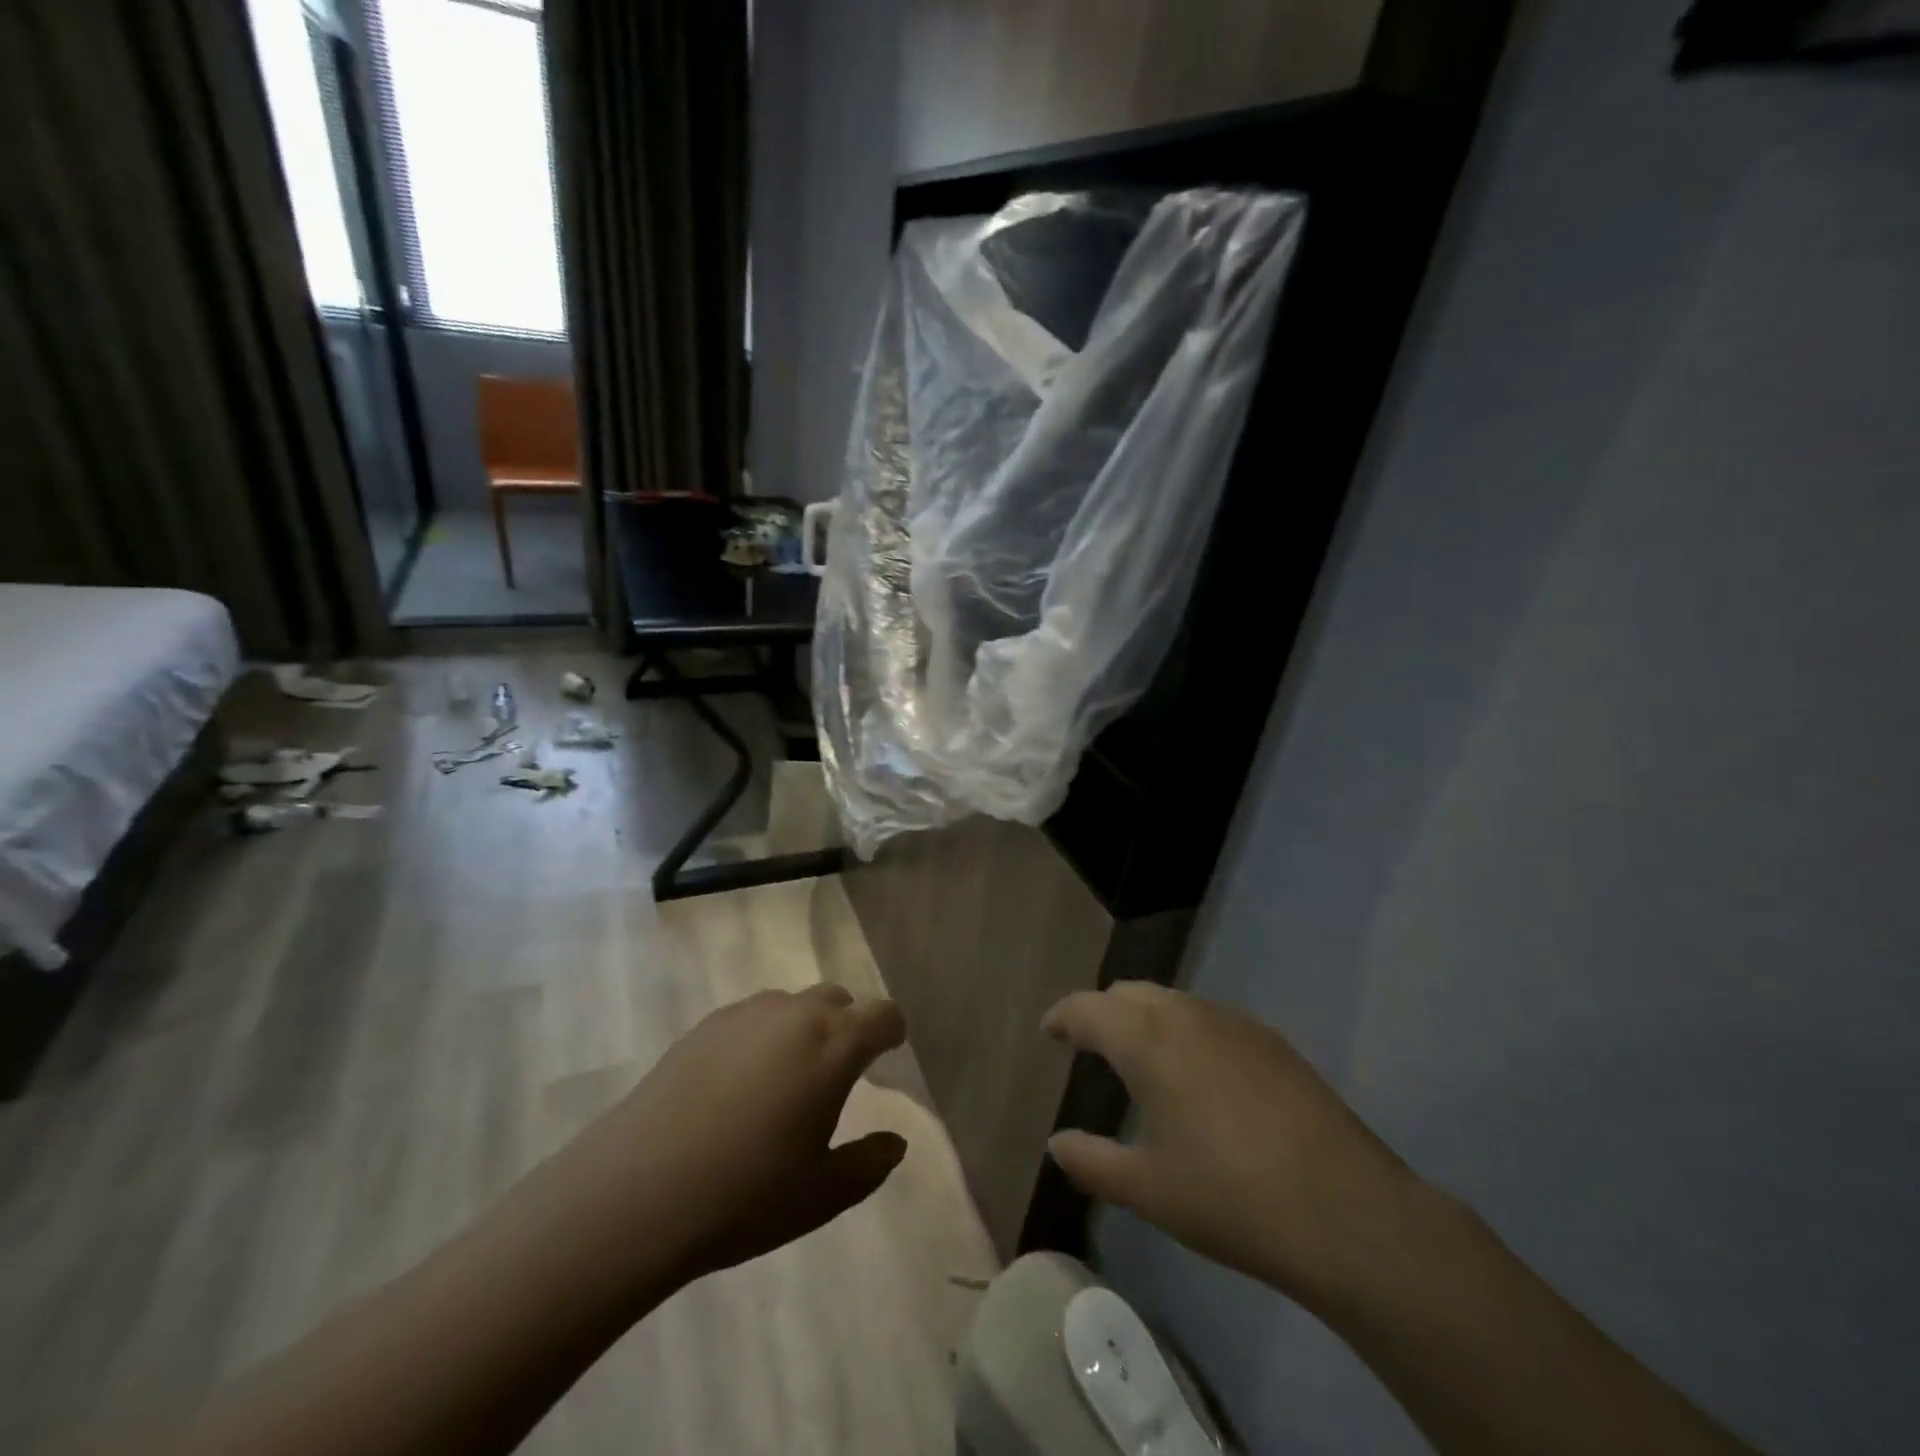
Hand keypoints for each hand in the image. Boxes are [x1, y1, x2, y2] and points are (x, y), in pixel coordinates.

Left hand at [549, 985, 909, 1290]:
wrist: (638, 1191)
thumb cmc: (745, 1195)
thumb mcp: (821, 1194)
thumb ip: (868, 1165)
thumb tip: (895, 1143)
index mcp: (833, 1047)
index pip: (882, 1015)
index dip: (892, 1032)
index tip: (890, 1054)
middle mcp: (795, 1015)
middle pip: (838, 999)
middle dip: (848, 1026)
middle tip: (837, 1074)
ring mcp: (746, 1014)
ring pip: (793, 1004)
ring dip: (804, 1029)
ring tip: (785, 1080)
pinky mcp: (705, 1025)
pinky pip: (752, 1017)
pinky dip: (763, 1037)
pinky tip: (739, 1085)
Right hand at [1043, 983, 1428, 1309]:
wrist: (1346, 1213)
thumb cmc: (1229, 1198)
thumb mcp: (1147, 1189)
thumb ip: (1091, 1161)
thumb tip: (1057, 1143)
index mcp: (1147, 1039)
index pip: (1088, 1008)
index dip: (1062, 1016)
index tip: (1049, 1030)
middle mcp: (1188, 1014)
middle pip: (1130, 993)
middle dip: (1103, 1012)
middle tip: (1090, 1045)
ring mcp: (1236, 1023)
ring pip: (1173, 1001)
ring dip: (1146, 1018)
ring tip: (1141, 1060)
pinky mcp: (1272, 1042)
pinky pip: (1210, 1019)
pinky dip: (1185, 1031)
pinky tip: (1199, 1076)